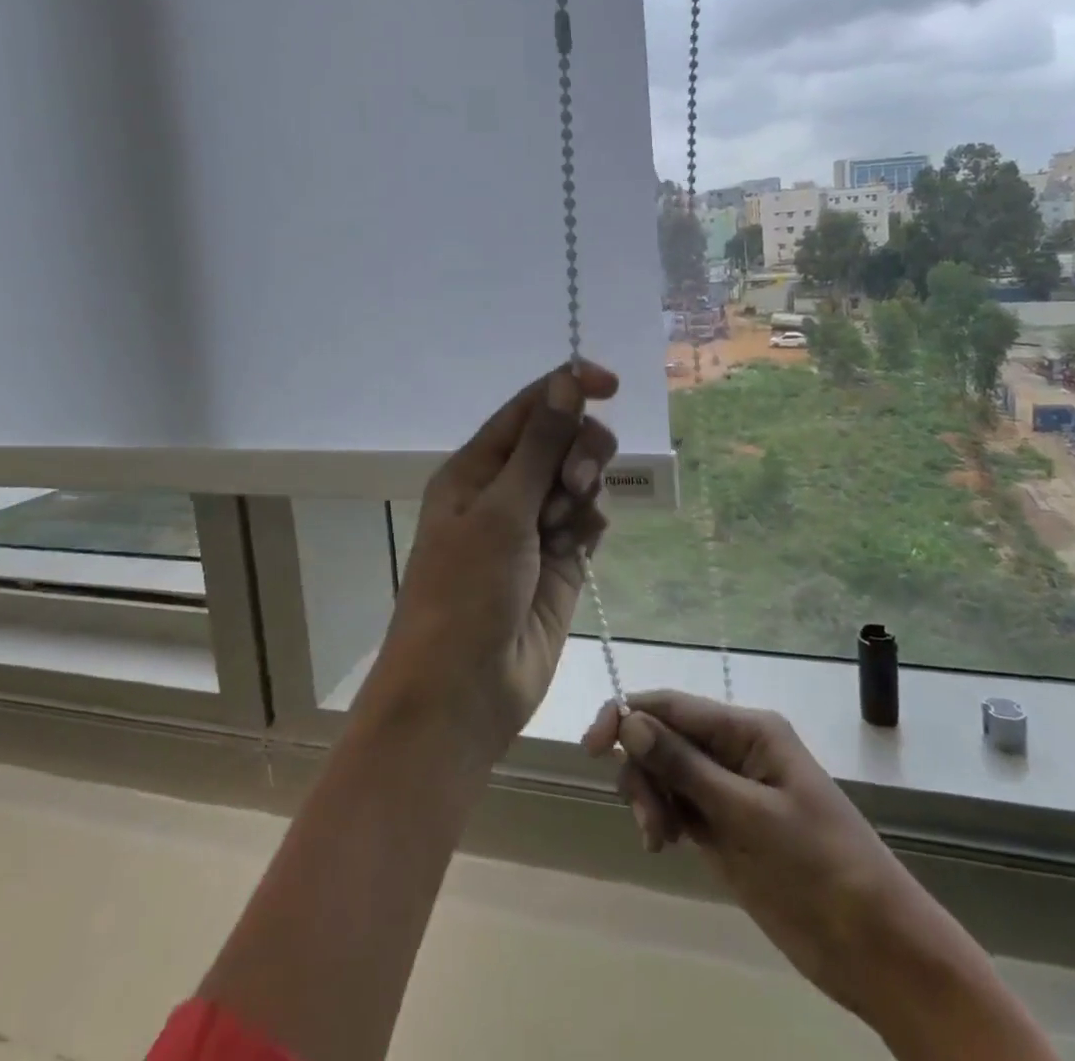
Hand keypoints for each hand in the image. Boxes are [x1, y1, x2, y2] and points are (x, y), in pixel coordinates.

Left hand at [363, 361, 618, 755]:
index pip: (528, 409)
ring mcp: (534, 527)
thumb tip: (566, 382)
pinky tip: (578, 547)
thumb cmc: (466, 592)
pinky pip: (588, 521)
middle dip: (578, 449)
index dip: (567, 388)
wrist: (463, 692)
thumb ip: (540, 446)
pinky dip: (590, 524)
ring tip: (566, 524)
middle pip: (560, 440)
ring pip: (578, 479)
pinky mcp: (561, 562)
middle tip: (575, 481)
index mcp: (476, 468)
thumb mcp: (501, 511)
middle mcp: (505, 491)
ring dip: (583, 488)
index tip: (610, 384)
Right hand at [582, 692, 915, 1016]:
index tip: (591, 748)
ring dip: (649, 796)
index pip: (672, 705)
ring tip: (657, 839)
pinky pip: (678, 804)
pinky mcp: (726, 827)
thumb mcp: (750, 815)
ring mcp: (729, 789)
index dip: (627, 715)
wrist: (877, 950)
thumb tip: (630, 721)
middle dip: (641, 768)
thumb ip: (687, 767)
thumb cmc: (821, 869)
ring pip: (665, 771)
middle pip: (663, 736)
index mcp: (748, 730)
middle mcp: (735, 749)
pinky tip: (663, 845)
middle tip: (646, 820)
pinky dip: (661, 817)